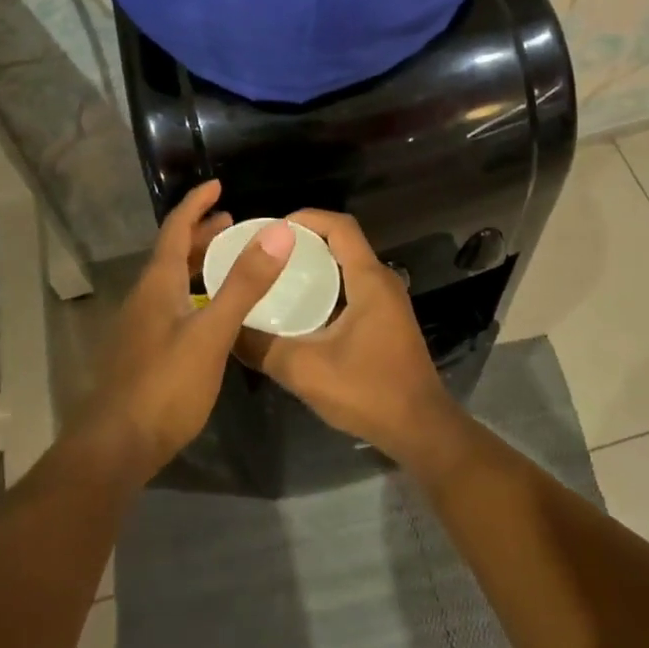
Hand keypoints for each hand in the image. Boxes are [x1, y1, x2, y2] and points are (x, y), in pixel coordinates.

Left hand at [81, 180, 294, 477]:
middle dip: (201, 233)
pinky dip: (195, 293)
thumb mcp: (211, 332)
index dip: (196, 203)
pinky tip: (212, 315)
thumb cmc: (164, 385)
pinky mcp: (143, 354)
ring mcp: (140, 327)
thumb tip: (278, 233)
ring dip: (198, 264)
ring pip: (172, 281)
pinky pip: (172, 305)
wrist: (113, 448)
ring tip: (228, 262)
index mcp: (157, 283)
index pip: (176, 228)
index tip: (218, 184)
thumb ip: (244, 284)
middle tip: (233, 222)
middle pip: (173, 253)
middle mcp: (145, 297)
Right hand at [234, 209, 462, 464]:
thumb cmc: (369, 392)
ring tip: (276, 276)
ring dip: (315, 265)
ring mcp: (388, 302)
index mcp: (369, 280)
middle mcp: (382, 281)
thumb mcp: (306, 371)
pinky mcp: (386, 321)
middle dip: (304, 241)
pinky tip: (300, 309)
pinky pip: (352, 288)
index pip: (340, 226)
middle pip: (342, 242)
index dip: (307, 217)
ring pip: (347, 267)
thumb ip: (263, 348)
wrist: (421, 430)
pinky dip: (326, 287)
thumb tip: (228, 329)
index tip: (272, 228)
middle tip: (266, 253)